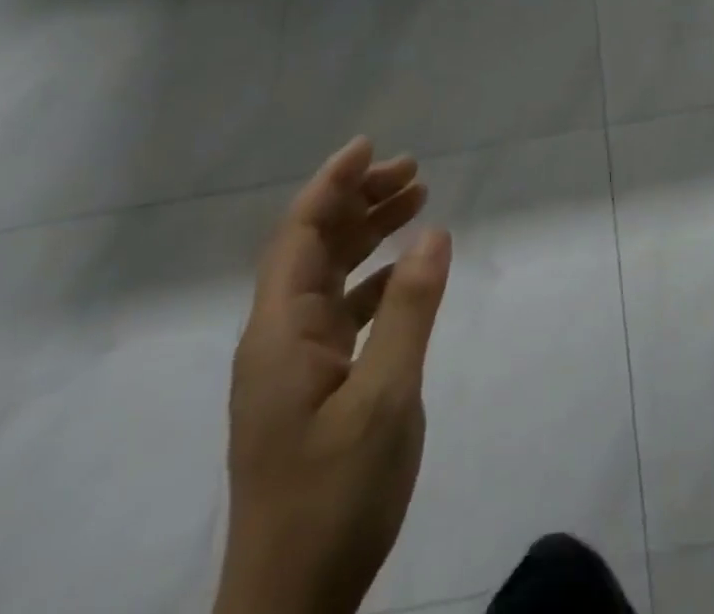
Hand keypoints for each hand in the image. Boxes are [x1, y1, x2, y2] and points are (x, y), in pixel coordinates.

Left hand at [216, 139, 452, 613]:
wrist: (291, 603)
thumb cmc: (333, 494)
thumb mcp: (385, 396)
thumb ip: (410, 310)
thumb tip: (434, 234)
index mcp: (280, 333)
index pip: (299, 235)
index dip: (332, 184)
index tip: (369, 146)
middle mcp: (278, 339)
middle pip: (314, 247)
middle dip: (359, 201)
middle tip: (414, 171)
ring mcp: (293, 366)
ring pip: (329, 276)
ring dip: (368, 234)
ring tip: (417, 202)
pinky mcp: (312, 388)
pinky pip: (342, 310)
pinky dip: (374, 279)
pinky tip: (407, 274)